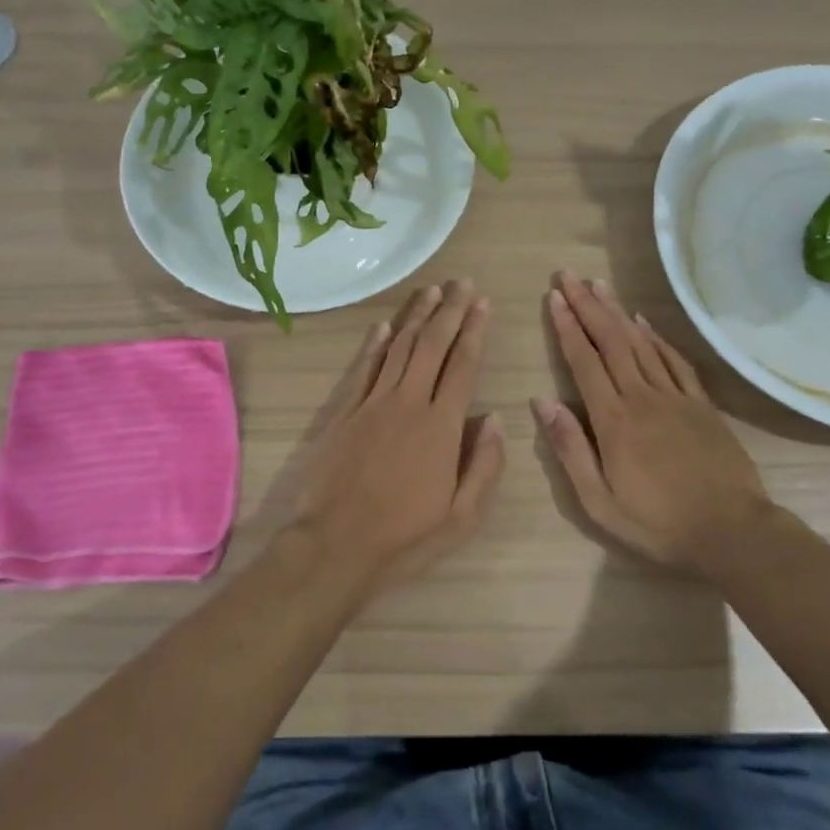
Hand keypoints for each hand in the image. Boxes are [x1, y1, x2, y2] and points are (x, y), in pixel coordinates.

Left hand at [286, 280, 505, 599]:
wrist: (334, 546)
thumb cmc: (405, 538)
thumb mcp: (462, 517)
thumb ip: (484, 465)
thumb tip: (495, 418)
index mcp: (442, 426)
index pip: (463, 366)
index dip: (475, 331)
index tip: (484, 303)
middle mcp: (408, 403)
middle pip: (432, 345)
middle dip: (450, 311)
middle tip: (462, 283)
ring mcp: (372, 404)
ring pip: (399, 348)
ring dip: (416, 317)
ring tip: (432, 291)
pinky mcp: (345, 412)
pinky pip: (364, 368)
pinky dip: (375, 344)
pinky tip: (384, 325)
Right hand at [533, 272, 778, 574]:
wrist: (732, 532)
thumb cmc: (658, 524)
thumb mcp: (599, 502)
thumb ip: (570, 450)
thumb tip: (543, 402)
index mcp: (614, 421)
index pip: (584, 362)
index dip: (567, 327)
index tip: (553, 297)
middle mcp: (642, 398)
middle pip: (610, 342)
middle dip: (587, 306)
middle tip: (569, 276)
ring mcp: (675, 397)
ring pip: (640, 343)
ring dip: (617, 312)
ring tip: (598, 285)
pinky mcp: (701, 404)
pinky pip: (674, 360)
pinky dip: (656, 337)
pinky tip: (643, 322)